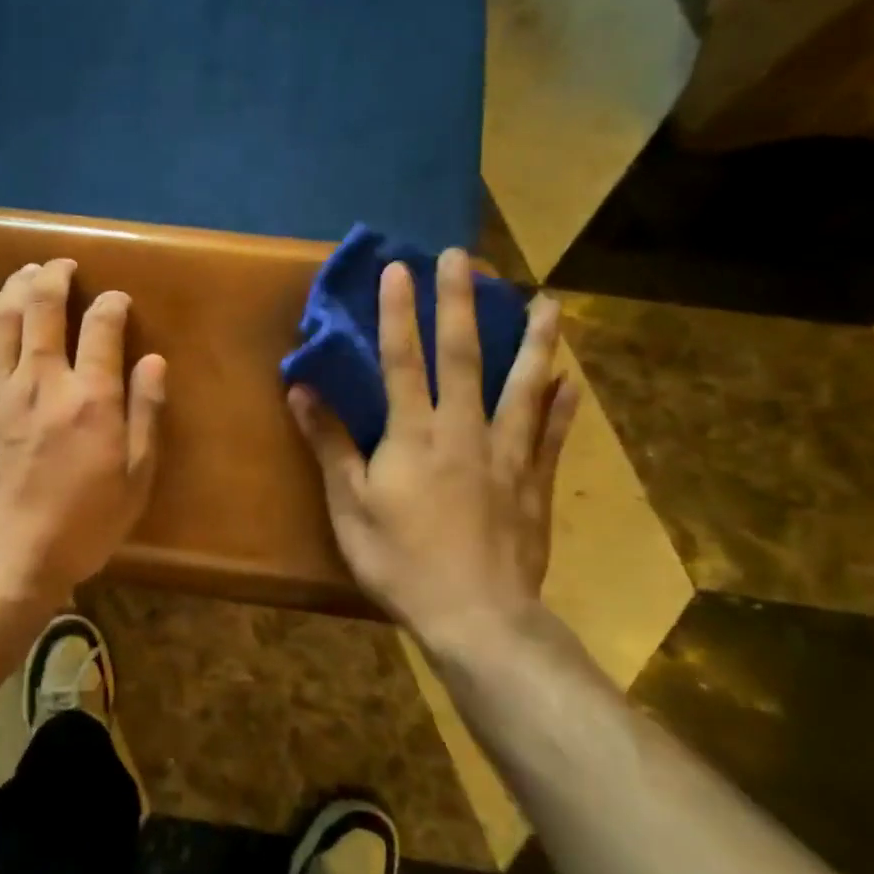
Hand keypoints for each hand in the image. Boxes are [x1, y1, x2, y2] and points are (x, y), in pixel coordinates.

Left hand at [0, 258, 166, 605]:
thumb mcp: (134, 480)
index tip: (117, 300)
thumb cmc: (79, 527)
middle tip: (63, 264)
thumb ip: (145, 415)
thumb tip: (153, 360)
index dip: (112, 303)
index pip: (103, 325)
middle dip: (56, 275)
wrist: (2, 560)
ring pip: (4, 318)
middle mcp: (43, 379)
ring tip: (26, 271)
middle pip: (45, 305)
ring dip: (16, 285)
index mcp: (91, 397)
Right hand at [288, 251, 579, 651]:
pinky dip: (561, 404)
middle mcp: (464, 430)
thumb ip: (330, 444)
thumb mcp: (349, 505)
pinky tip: (572, 380)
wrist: (476, 615)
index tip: (400, 269)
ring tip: (548, 301)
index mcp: (413, 435)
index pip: (402, 360)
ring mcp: (507, 454)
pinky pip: (552, 434)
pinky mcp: (534, 482)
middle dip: (462, 303)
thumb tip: (301, 390)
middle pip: (464, 356)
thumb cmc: (400, 561)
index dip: (398, 313)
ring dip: (534, 340)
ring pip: (523, 385)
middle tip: (466, 258)